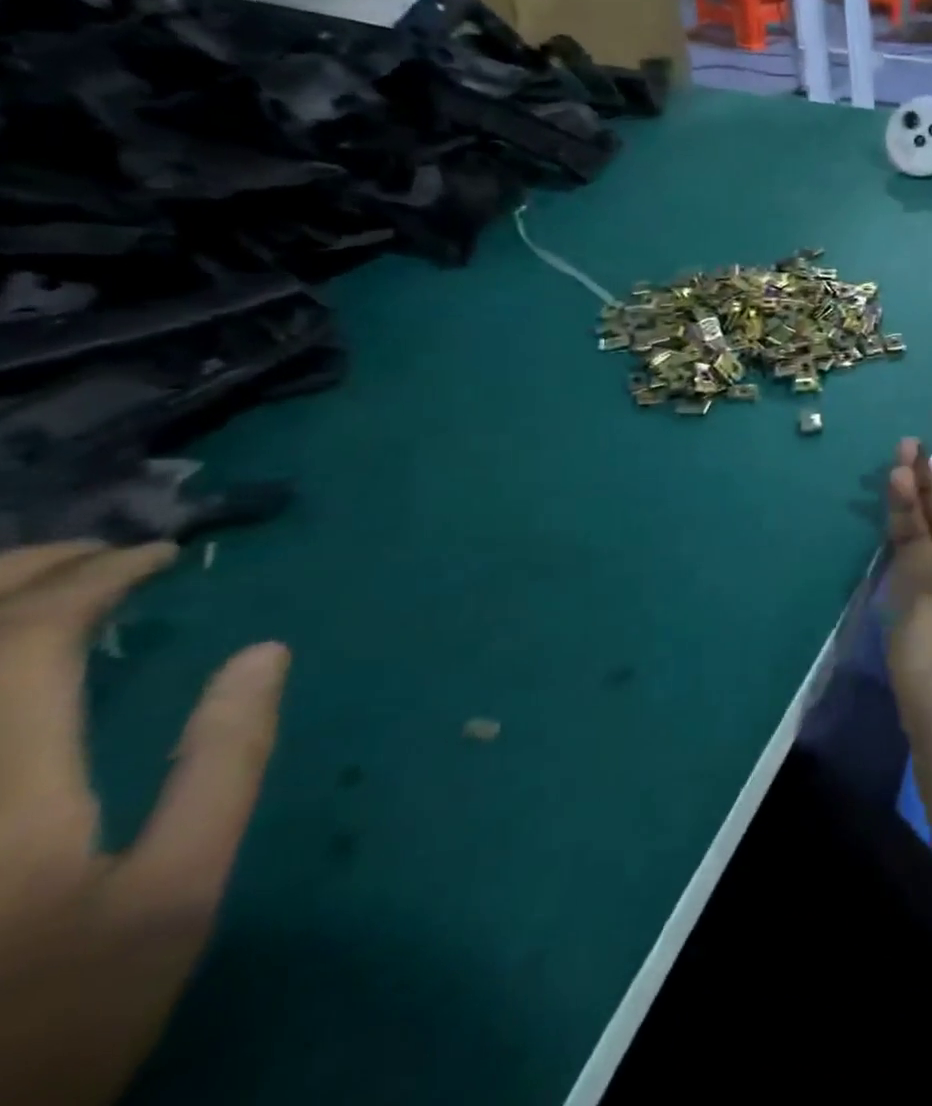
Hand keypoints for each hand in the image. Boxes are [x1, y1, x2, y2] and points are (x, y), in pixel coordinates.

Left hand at [0, 541, 288, 1105]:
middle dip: (20, 574)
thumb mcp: (173, 896)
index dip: (96, 582)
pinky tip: (2, 651)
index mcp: (0, 798)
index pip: (27, 646)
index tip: (161, 558)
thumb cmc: (58, 1020)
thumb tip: (264, 652)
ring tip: (42, 582)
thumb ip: (223, 765)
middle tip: (101, 551)